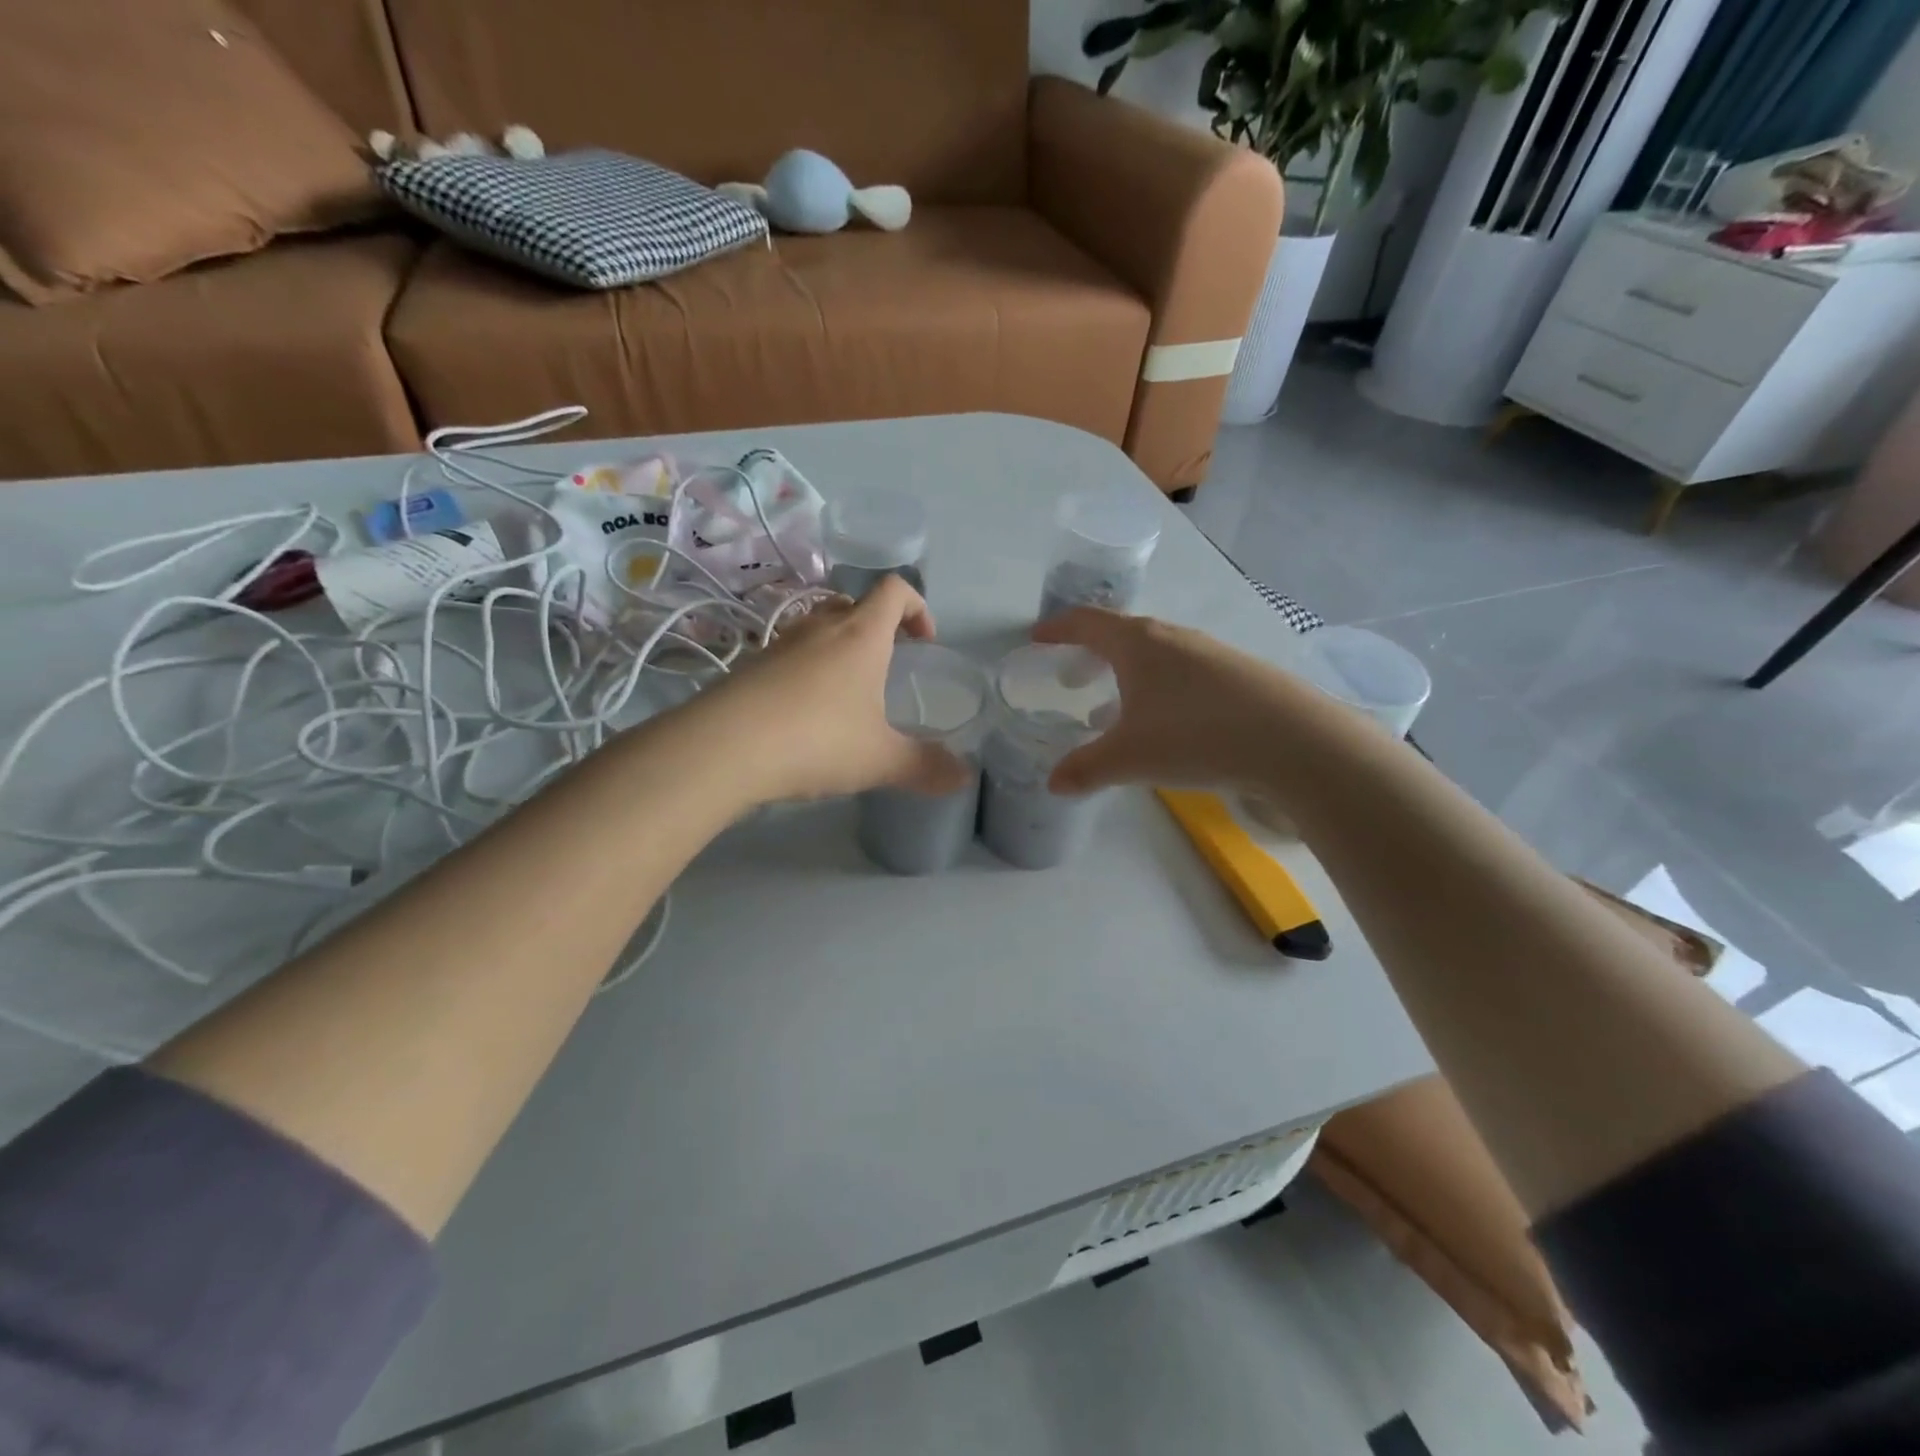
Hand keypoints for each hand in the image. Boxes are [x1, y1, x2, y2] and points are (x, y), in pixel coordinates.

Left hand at [695, 576, 972, 804]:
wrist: (724, 747)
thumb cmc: (817, 740)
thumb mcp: (880, 759)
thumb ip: (925, 767)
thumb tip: (964, 777)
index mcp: (860, 635)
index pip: (894, 590)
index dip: (917, 607)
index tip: (925, 641)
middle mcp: (819, 627)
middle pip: (853, 603)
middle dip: (876, 626)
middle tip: (886, 663)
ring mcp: (779, 643)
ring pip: (816, 627)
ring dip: (837, 646)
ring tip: (845, 691)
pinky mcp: (749, 666)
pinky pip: (788, 654)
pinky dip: (804, 669)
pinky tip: (803, 712)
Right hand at [1032, 608, 1327, 793]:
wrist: (1293, 740)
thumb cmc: (1196, 736)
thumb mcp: (1129, 758)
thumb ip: (1085, 769)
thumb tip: (1053, 784)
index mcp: (1138, 643)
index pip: (1086, 622)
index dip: (1058, 628)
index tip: (1038, 636)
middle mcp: (1173, 636)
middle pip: (1122, 632)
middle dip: (1091, 650)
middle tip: (1072, 675)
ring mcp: (1211, 651)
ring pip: (1156, 651)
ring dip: (1128, 669)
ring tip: (1117, 701)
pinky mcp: (1238, 671)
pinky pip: (1184, 668)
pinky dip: (1160, 683)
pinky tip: (1169, 717)